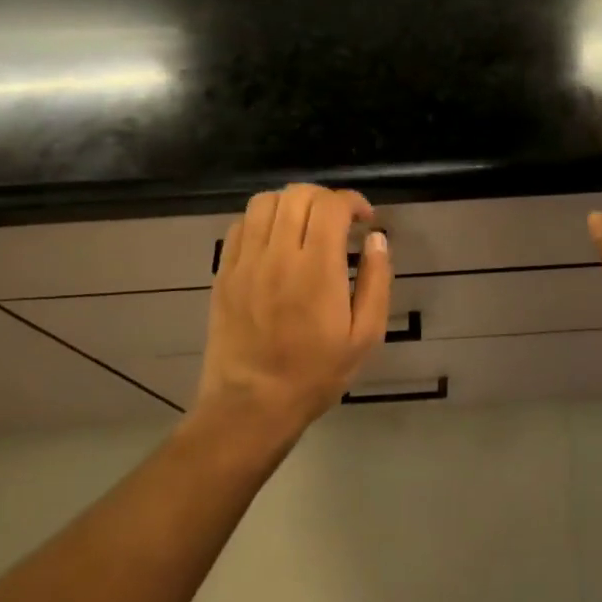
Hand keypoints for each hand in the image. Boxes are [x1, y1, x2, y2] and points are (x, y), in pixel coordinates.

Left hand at [192, 184, 392, 440]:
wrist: (251, 406)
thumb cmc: (316, 374)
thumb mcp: (365, 336)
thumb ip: (377, 282)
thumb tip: (376, 239)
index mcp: (317, 269)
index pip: (331, 205)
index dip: (353, 201)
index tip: (364, 219)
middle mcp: (278, 256)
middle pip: (298, 194)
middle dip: (325, 198)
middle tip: (338, 222)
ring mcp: (245, 262)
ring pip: (265, 201)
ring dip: (292, 203)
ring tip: (305, 225)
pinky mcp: (224, 273)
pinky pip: (241, 225)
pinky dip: (263, 220)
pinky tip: (275, 241)